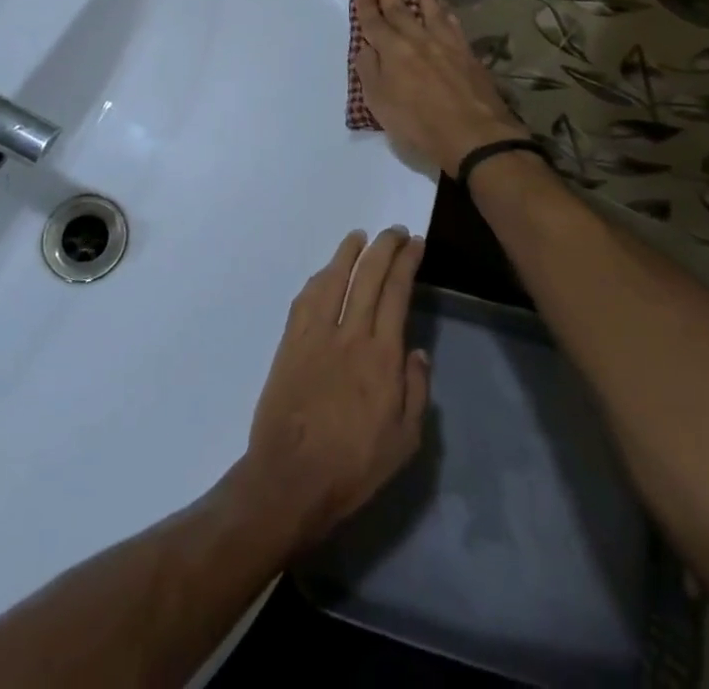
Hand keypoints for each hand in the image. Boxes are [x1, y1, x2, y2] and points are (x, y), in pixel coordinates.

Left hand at [234, 227, 430, 553]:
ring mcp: (316, 334)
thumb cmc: (354, 466)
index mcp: (381, 356)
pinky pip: (306, 298)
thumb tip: (418, 352)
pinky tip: (326, 272)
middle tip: (395, 231)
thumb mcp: (405, 441)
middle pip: (367, 276)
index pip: (396, 293)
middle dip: (383, 247)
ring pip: (334, 278)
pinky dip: (319, 278)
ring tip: (359, 236)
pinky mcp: (290, 342)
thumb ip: (416, 391)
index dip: (406, 263)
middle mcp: (349, 334)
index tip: (415, 244)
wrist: (291, 477)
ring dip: (348, 252)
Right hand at [353, 0, 529, 176]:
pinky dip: (445, 13)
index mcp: (391, 51)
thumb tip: (365, 46)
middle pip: (399, 7)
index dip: (365, 0)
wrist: (474, 136)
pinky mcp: (467, 54)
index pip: (373, 20)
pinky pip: (453, 25)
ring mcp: (445, 44)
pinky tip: (444, 9)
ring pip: (429, 10)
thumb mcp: (380, 104)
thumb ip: (369, 71)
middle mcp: (417, 40)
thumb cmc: (419, 124)